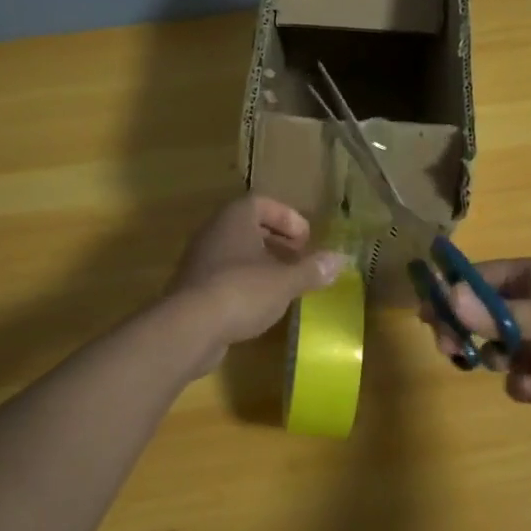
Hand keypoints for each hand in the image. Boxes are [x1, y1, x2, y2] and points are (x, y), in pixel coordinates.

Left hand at [167, 195, 346, 347]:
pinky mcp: (193, 288)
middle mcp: (214, 231)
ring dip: (262, 263)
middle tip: (299, 258)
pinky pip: (225, 276)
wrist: (189, 327)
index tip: (307, 239)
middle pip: (249, 227)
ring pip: (236, 252)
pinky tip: (261, 304)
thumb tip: (340, 259)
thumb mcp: (285, 281)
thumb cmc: (242, 291)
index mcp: (235, 218)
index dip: (288, 218)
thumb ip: (312, 269)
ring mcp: (200, 260)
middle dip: (277, 241)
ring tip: (286, 283)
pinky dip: (246, 283)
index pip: (262, 203)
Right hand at [424, 257, 530, 425]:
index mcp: (530, 280)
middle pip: (476, 315)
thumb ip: (499, 312)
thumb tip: (445, 296)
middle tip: (448, 345)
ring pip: (490, 348)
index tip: (425, 309)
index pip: (477, 278)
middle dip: (460, 328)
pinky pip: (515, 381)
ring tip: (496, 363)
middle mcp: (529, 310)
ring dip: (485, 355)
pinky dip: (518, 384)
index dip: (450, 291)